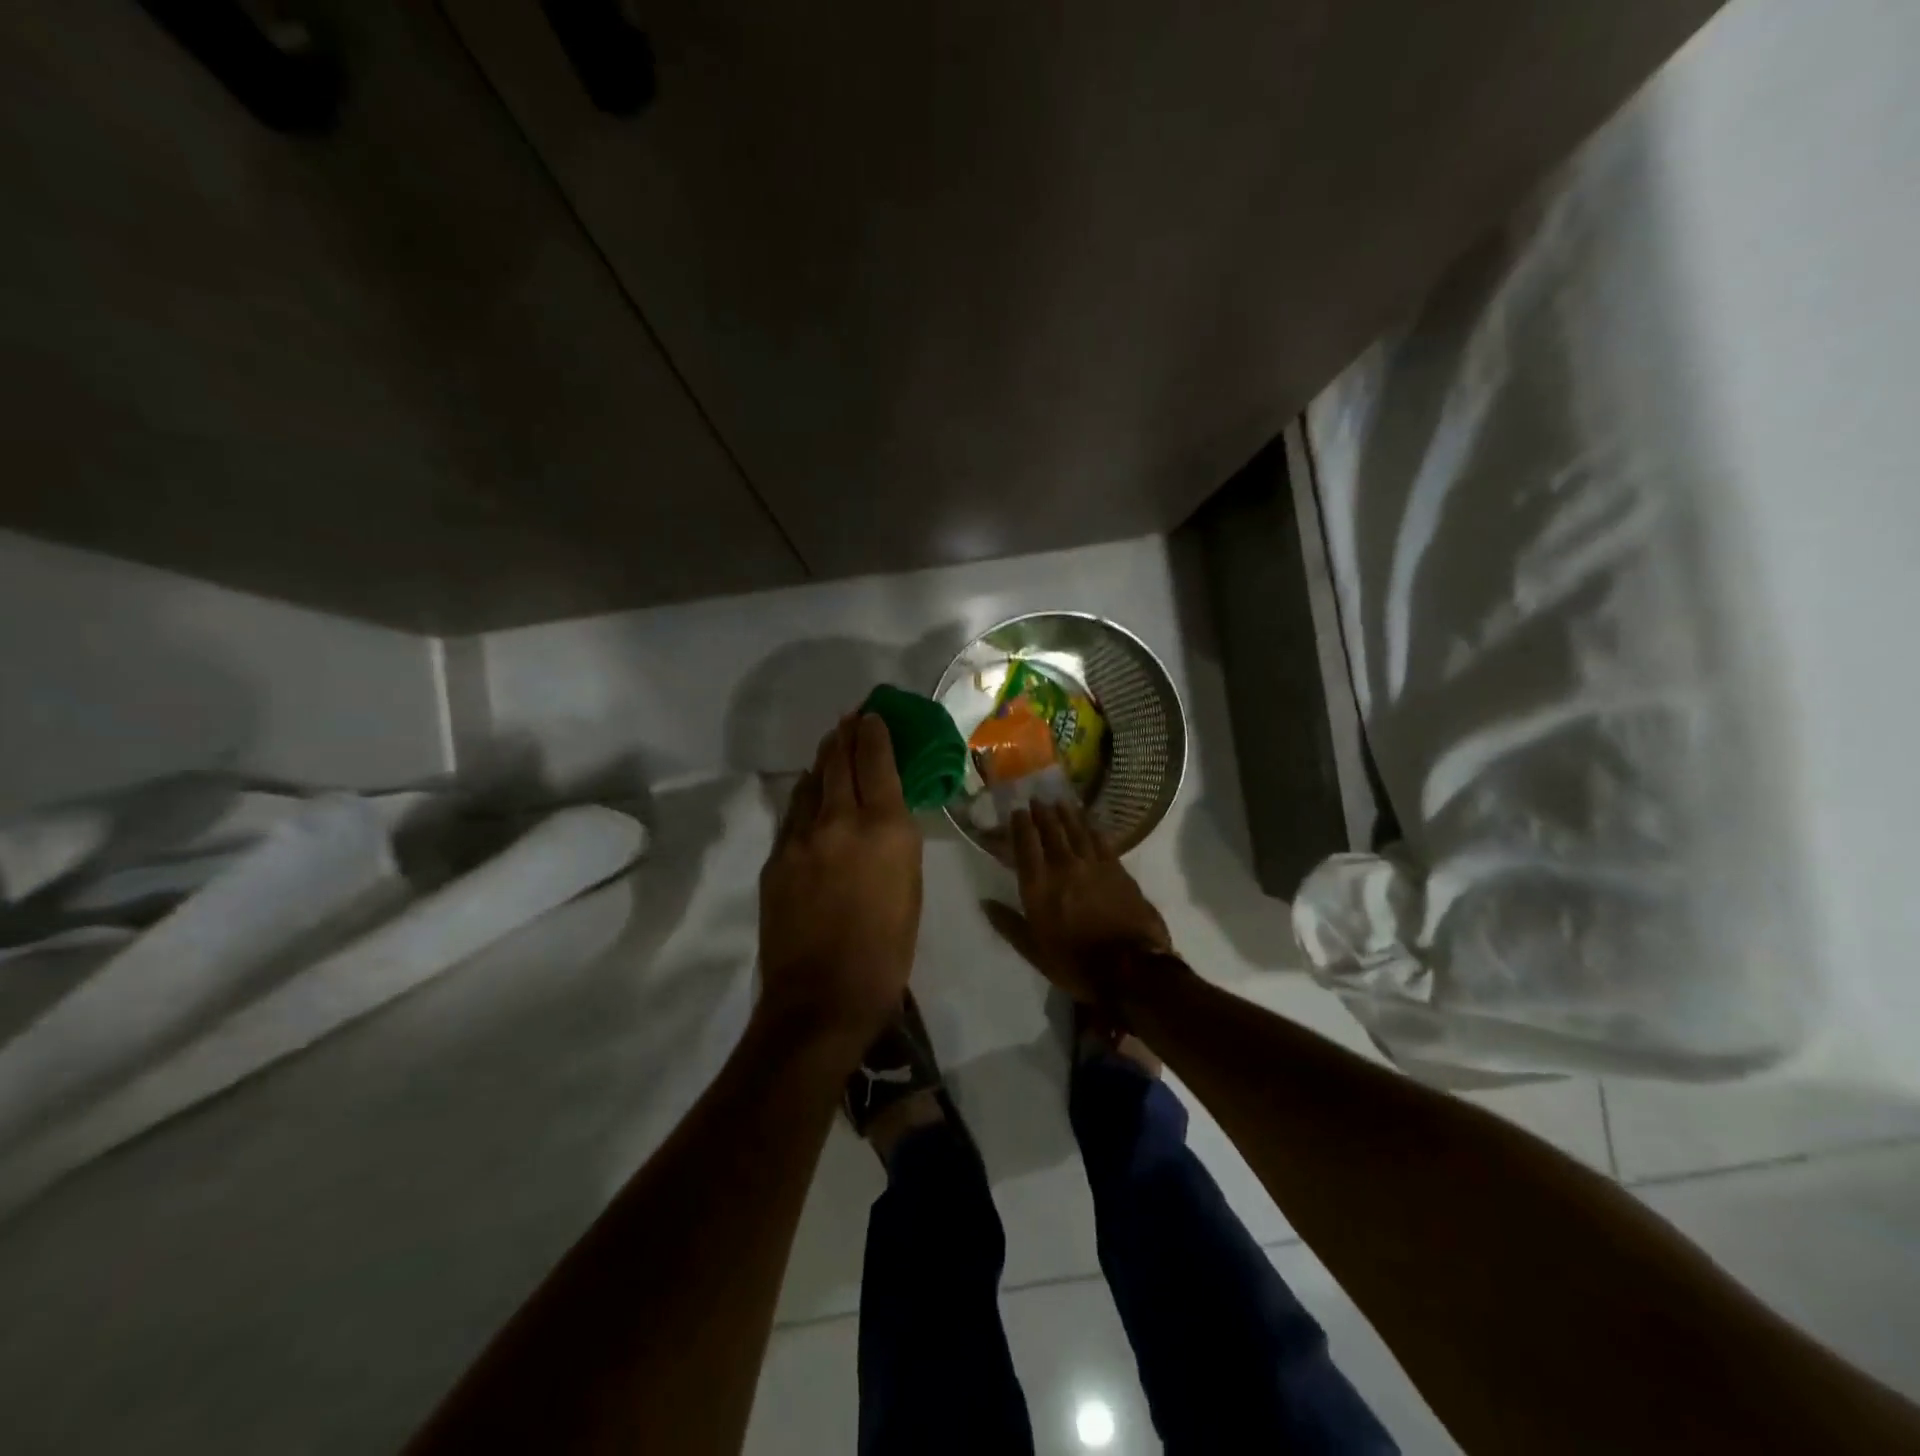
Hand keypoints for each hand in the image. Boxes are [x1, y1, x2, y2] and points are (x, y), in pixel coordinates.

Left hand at [758, 714, 922, 1056]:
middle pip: (838, 761)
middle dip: (845, 734)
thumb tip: (885, 813)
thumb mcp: (910, 888)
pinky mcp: (776, 858)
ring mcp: (801, 837)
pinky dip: (806, 795)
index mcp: (884, 828)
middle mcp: (840, 820)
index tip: (873, 715)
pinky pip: (793, 813)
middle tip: (850, 718)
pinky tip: (810, 794)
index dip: (873, 732)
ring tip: (831, 746)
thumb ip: (896, 841)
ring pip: (810, 782)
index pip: (876, 761)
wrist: (822, 998)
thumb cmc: (887, 951)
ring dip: (823, 760)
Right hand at [990, 801, 1171, 1006]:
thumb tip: (985, 902)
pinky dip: (1092, 827)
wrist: (1130, 968)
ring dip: (1067, 814)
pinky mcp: (1117, 869)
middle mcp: (1064, 867)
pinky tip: (1089, 821)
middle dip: (1042, 813)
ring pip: (1077, 830)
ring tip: (1060, 802)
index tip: (1017, 811)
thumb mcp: (1034, 951)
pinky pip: (1101, 840)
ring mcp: (1093, 865)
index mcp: (1039, 886)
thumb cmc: (1075, 963)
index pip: (1025, 845)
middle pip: (1051, 831)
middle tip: (1037, 800)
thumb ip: (1009, 924)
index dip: (1020, 825)